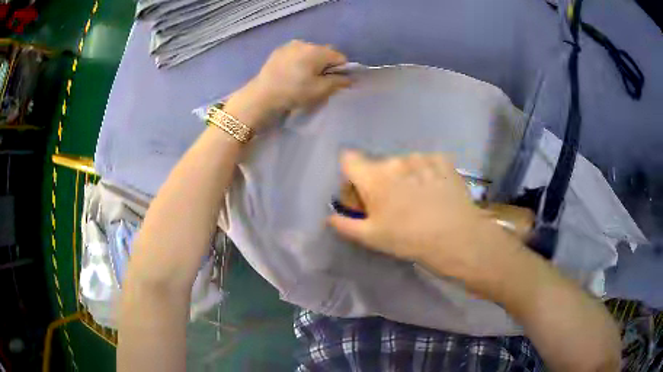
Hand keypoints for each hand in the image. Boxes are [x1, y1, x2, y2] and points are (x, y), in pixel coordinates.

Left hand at [226, 40, 350, 129]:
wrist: (261, 96)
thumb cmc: (294, 93)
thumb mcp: (320, 90)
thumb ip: (338, 82)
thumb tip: (350, 78)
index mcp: (317, 51)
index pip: (340, 57)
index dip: (341, 70)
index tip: (334, 83)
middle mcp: (305, 43)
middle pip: (324, 53)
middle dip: (326, 65)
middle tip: (318, 82)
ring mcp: (289, 45)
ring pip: (310, 52)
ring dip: (312, 62)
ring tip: (303, 78)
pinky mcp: (278, 51)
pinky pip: (296, 54)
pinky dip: (299, 61)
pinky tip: (291, 74)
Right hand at [328, 150, 512, 277]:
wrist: (456, 237)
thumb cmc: (408, 239)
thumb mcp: (371, 237)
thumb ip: (345, 225)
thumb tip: (329, 217)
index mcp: (373, 176)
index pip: (348, 158)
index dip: (350, 174)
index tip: (360, 191)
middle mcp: (395, 160)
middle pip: (378, 164)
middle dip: (380, 180)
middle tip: (392, 204)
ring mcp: (422, 158)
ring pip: (404, 163)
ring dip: (404, 176)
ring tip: (418, 199)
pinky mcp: (443, 160)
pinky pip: (426, 162)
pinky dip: (426, 173)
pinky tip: (434, 191)